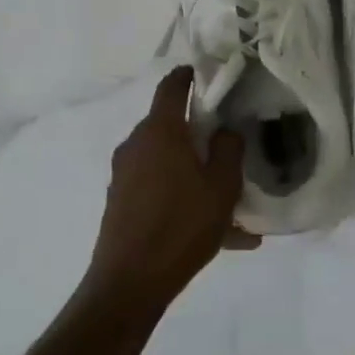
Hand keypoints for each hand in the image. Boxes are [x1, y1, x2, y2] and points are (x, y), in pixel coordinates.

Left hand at [84, 67, 257, 308]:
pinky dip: (185, 199)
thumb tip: (225, 131)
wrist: (130, 281)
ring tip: (232, 206)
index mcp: (160, 132)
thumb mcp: (222, 187)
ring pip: (168, 163)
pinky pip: (160, 190)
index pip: (172, 88)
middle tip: (230, 147)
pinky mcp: (121, 202)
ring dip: (197, 174)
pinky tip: (219, 233)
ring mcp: (124, 175)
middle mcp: (136, 146)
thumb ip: (229, 150)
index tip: (205, 73)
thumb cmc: (182, 226)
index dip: (189, 76)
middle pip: (171, 127)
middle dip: (200, 134)